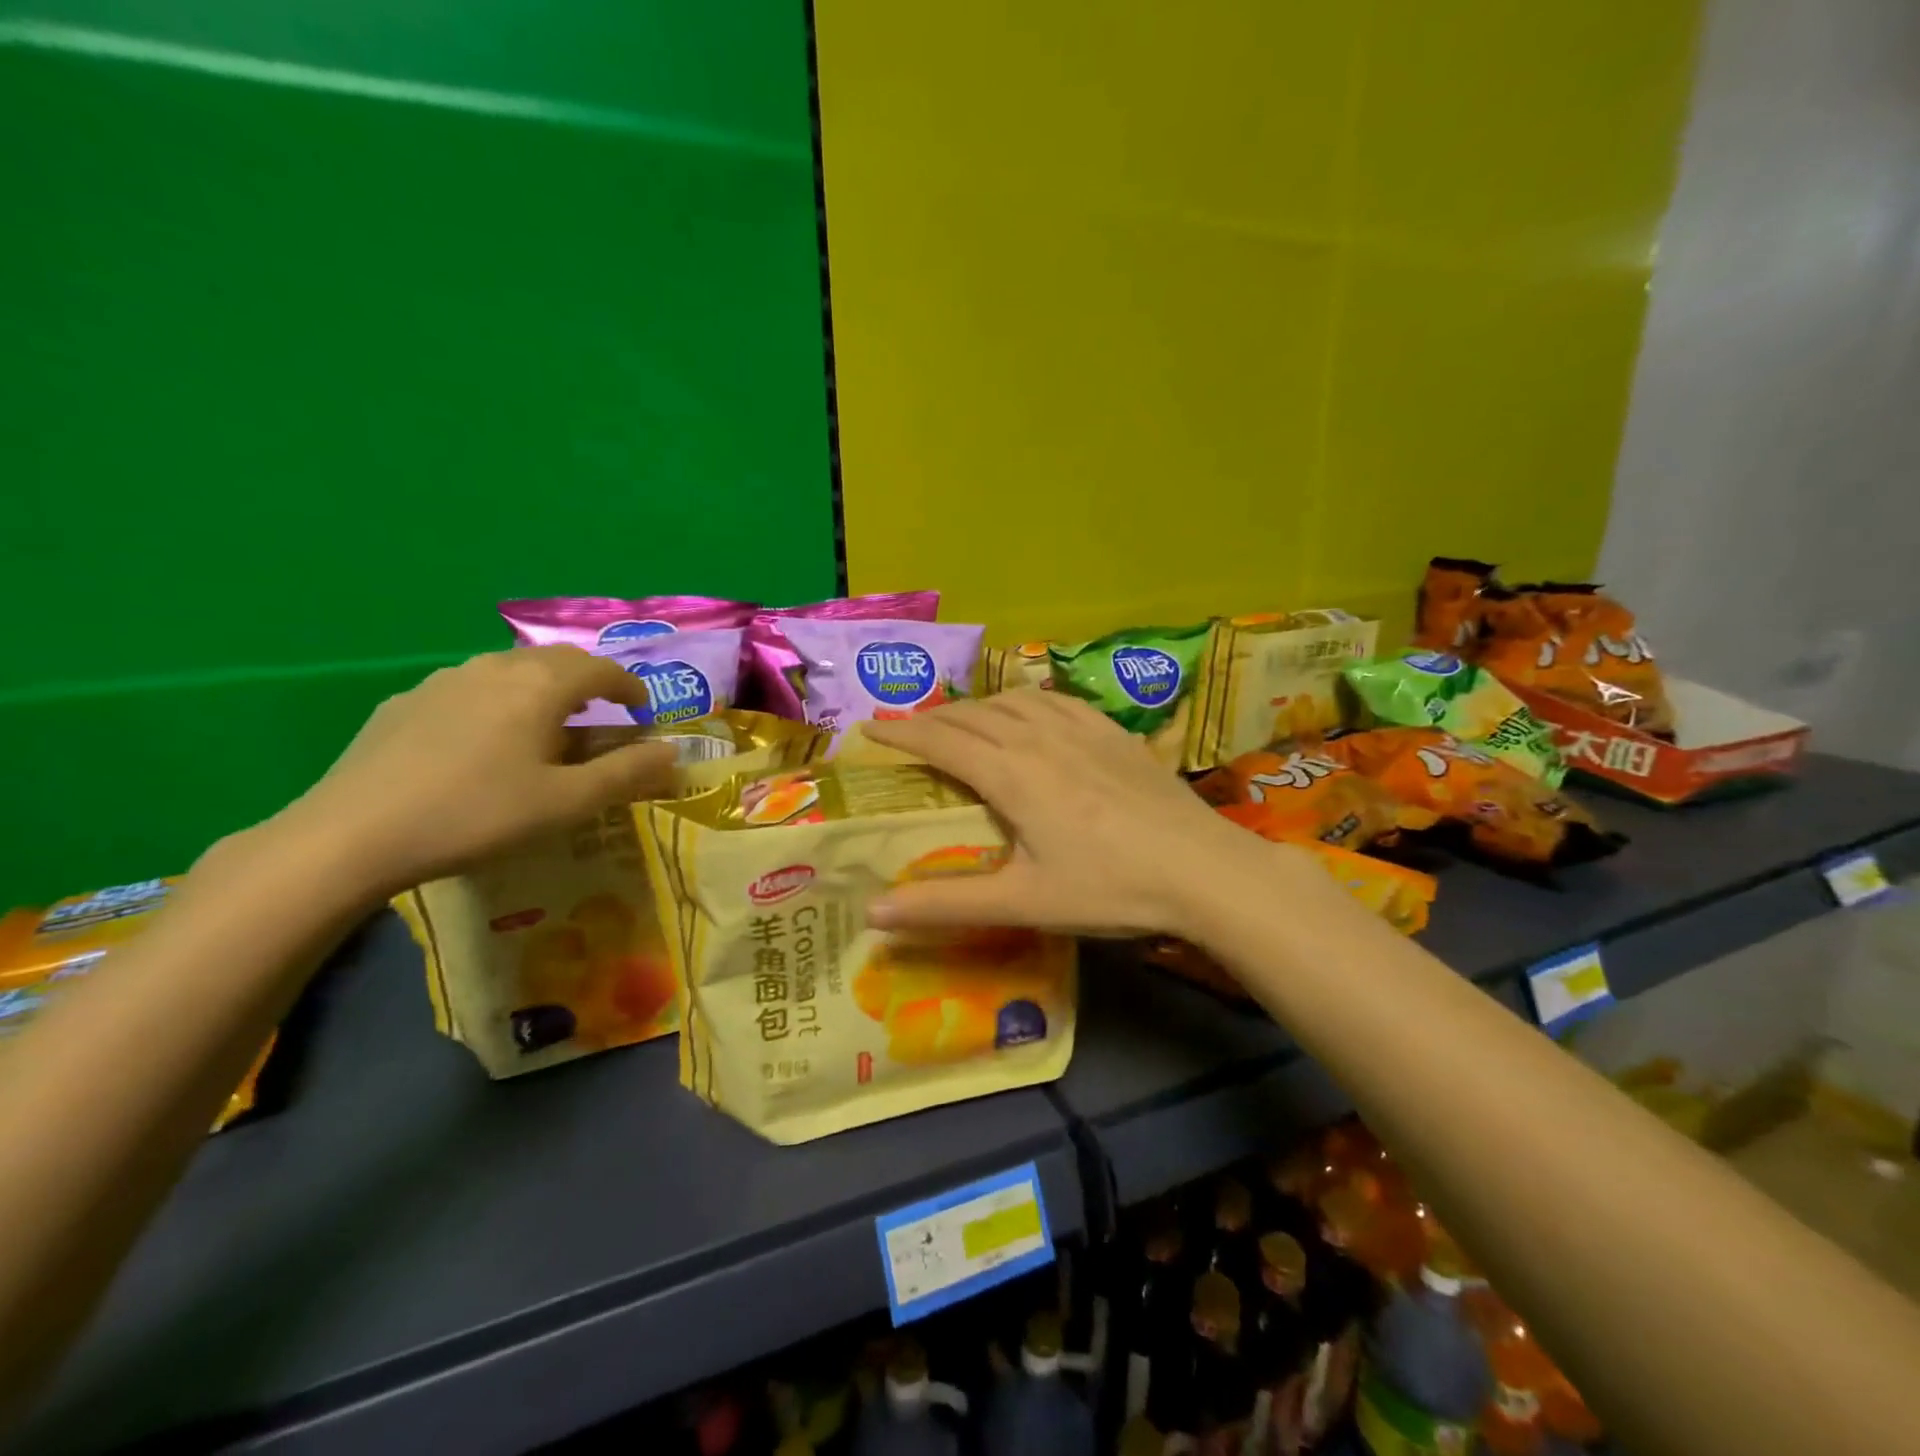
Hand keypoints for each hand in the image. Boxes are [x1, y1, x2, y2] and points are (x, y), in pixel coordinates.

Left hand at [269, 647, 677, 897]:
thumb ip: (628, 773)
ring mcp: (443, 681)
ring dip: (542, 688)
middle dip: (589, 681)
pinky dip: (498, 701)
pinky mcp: (405, 702)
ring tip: (547, 726)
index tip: (642, 709)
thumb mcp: (568, 802)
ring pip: (510, 670)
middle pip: (556, 660)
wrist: (352, 834)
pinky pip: (469, 688)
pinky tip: (484, 740)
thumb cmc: (478, 814)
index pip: (601, 669)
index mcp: (540, 686)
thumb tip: (674, 751)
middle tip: (602, 714)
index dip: (630, 686)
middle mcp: (495, 668)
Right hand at [862, 690, 1327, 938]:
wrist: (1204, 869)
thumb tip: (872, 915)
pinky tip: (1030, 713)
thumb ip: (946, 904)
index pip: (940, 741)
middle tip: (906, 729)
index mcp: (1011, 773)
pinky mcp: (1115, 732)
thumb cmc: (1110, 888)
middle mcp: (1039, 737)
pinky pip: (1055, 700)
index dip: (900, 733)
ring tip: (961, 721)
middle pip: (972, 715)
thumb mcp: (1023, 902)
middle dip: (932, 718)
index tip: (868, 729)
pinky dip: (1024, 701)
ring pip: (1013, 701)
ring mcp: (1082, 729)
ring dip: (977, 706)